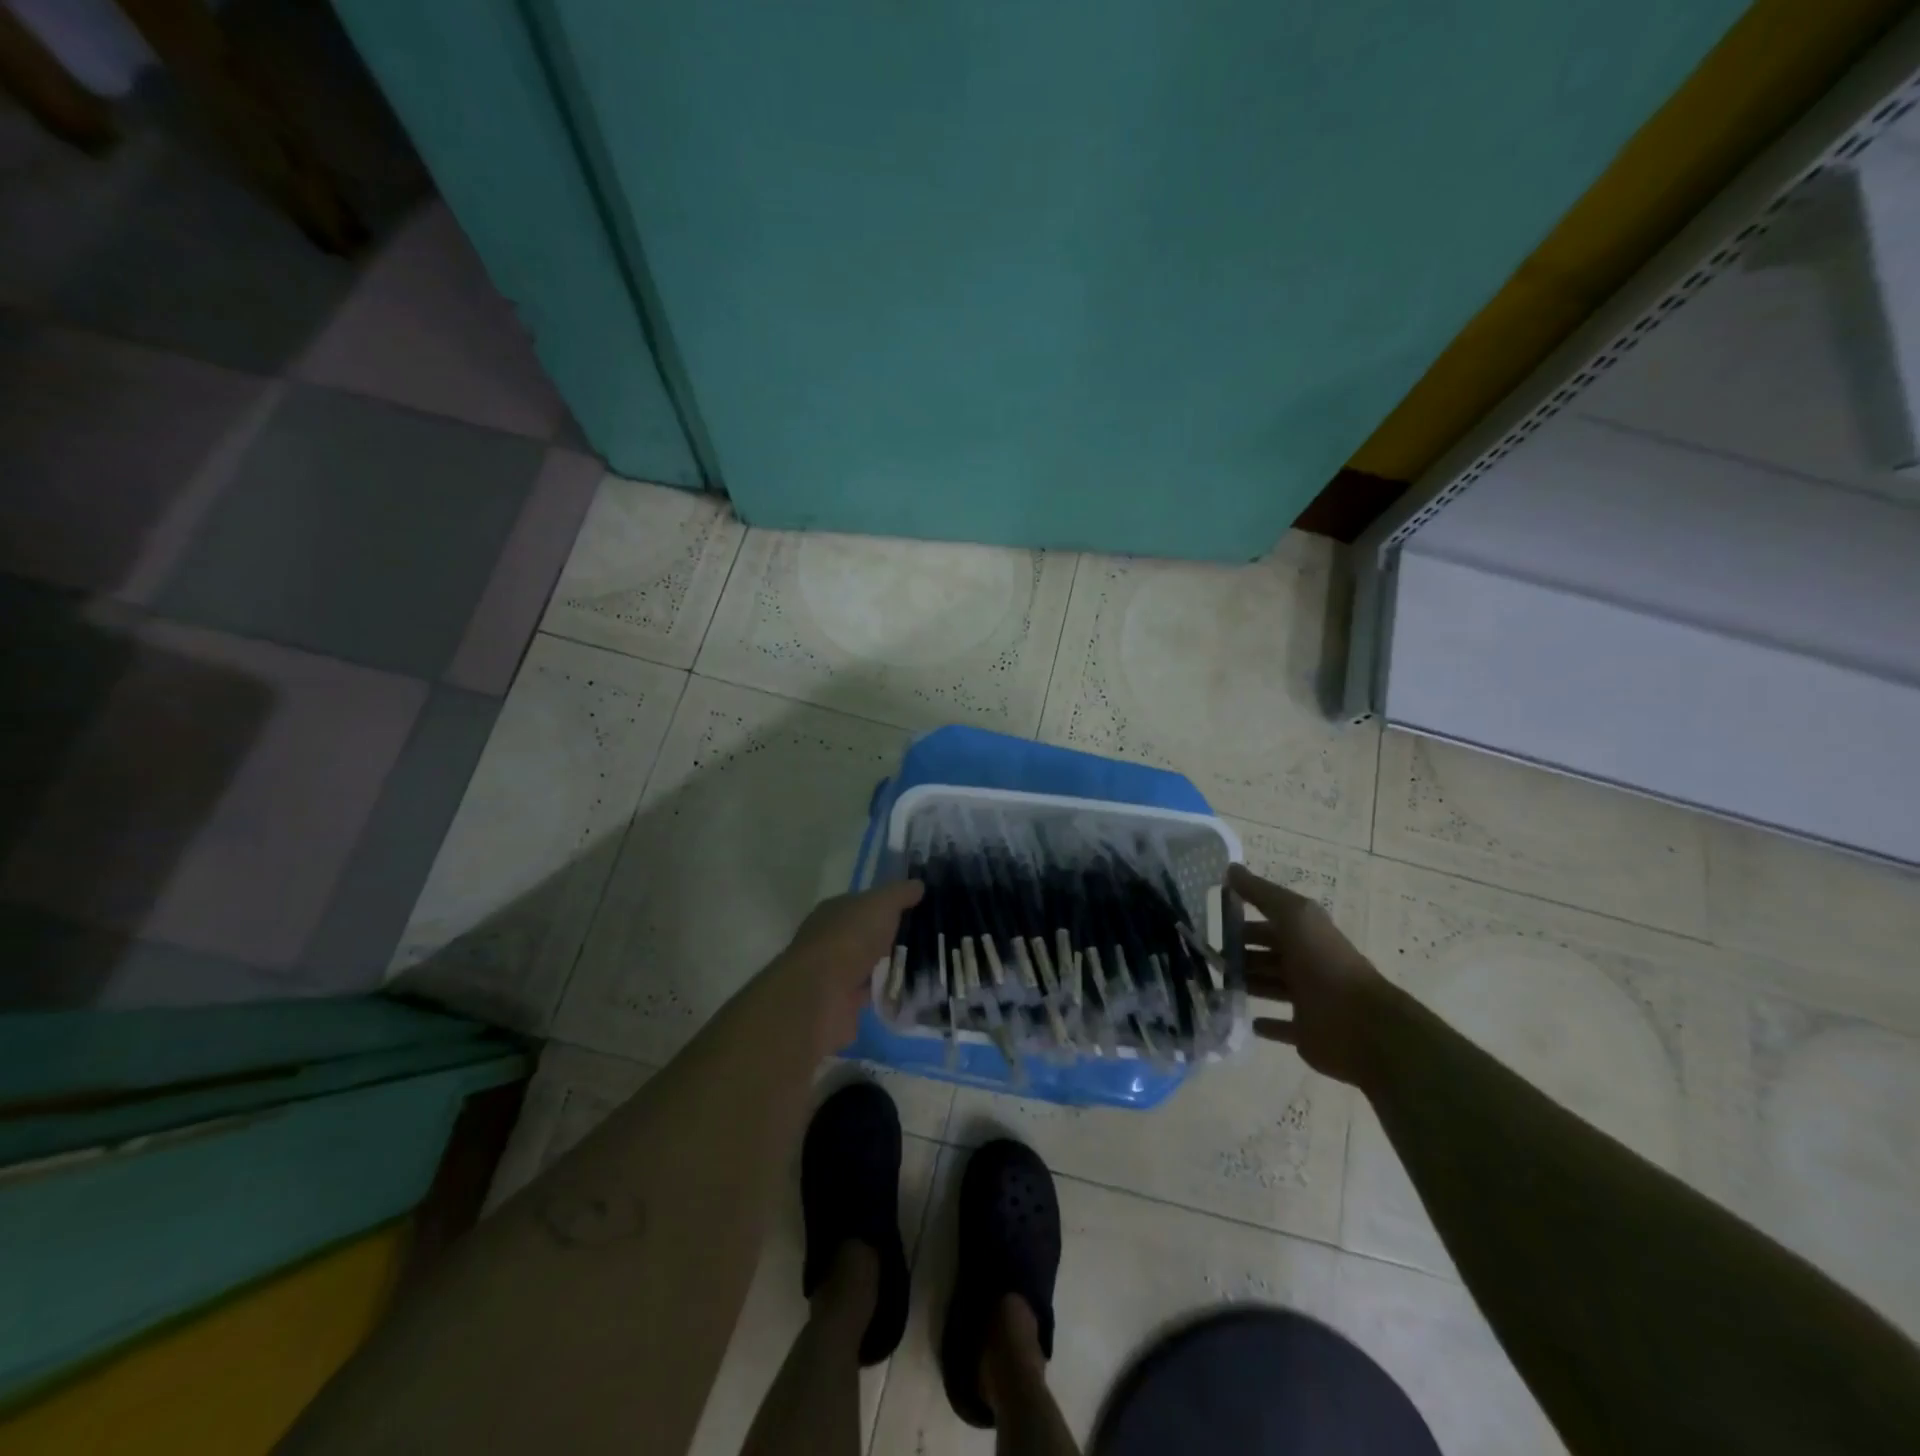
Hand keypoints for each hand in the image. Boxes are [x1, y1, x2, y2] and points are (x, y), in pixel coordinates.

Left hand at [769, 879, 924, 1058]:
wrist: (821, 996)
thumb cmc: (849, 939)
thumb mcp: (880, 904)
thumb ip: (899, 893)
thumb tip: (918, 884)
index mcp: (834, 910)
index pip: (863, 903)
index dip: (888, 904)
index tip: (917, 909)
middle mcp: (830, 938)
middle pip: (866, 934)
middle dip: (891, 936)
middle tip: (928, 938)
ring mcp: (834, 972)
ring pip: (868, 964)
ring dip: (888, 965)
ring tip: (926, 965)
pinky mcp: (841, 1002)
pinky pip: (870, 992)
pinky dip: (885, 991)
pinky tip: (909, 990)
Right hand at [1229, 864, 1391, 1087]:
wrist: (1361, 1024)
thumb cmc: (1324, 963)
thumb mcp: (1293, 915)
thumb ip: (1261, 893)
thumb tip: (1230, 867)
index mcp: (1304, 935)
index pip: (1267, 923)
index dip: (1241, 921)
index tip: (1210, 924)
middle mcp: (1305, 963)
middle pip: (1266, 955)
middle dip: (1239, 954)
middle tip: (1206, 957)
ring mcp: (1306, 999)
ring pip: (1269, 986)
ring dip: (1246, 984)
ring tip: (1214, 985)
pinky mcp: (1305, 1032)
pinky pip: (1281, 1026)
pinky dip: (1264, 1023)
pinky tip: (1245, 1020)